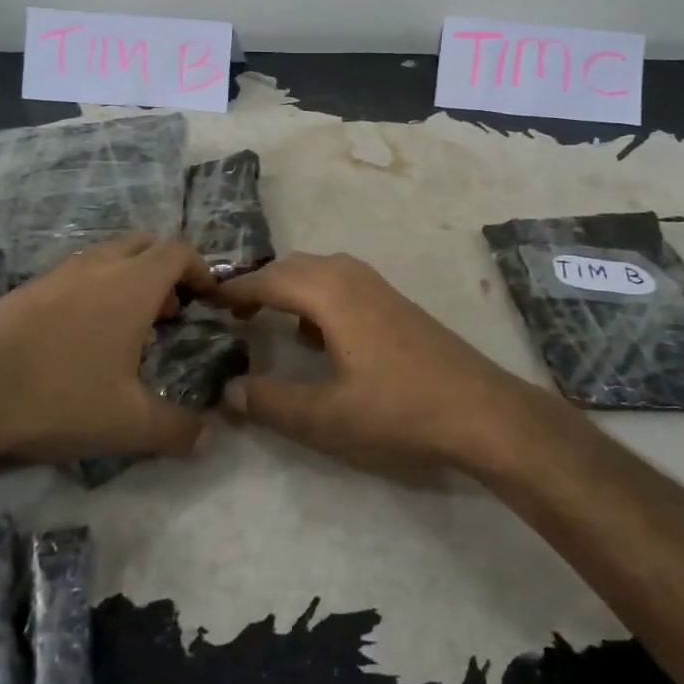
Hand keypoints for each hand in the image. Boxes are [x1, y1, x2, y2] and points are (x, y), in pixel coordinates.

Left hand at [0, 234, 217, 465]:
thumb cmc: (55, 397)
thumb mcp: (127, 424)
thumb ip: (177, 430)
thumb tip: (211, 438)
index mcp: (131, 284)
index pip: (179, 251)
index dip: (202, 269)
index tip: (210, 299)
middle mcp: (98, 266)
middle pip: (146, 243)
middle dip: (167, 268)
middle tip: (173, 309)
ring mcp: (58, 273)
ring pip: (108, 257)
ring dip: (130, 278)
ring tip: (132, 327)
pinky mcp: (27, 289)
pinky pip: (77, 274)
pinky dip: (96, 289)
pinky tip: (83, 338)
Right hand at [213, 252, 550, 477]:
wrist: (481, 410)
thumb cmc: (398, 410)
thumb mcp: (326, 416)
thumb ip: (272, 402)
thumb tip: (229, 392)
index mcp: (330, 293)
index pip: (267, 280)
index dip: (233, 291)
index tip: (203, 301)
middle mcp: (351, 276)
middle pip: (292, 267)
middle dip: (259, 285)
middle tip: (229, 313)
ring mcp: (378, 286)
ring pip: (319, 271)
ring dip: (289, 288)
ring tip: (266, 319)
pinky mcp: (395, 302)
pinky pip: (342, 284)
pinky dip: (316, 297)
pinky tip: (317, 335)